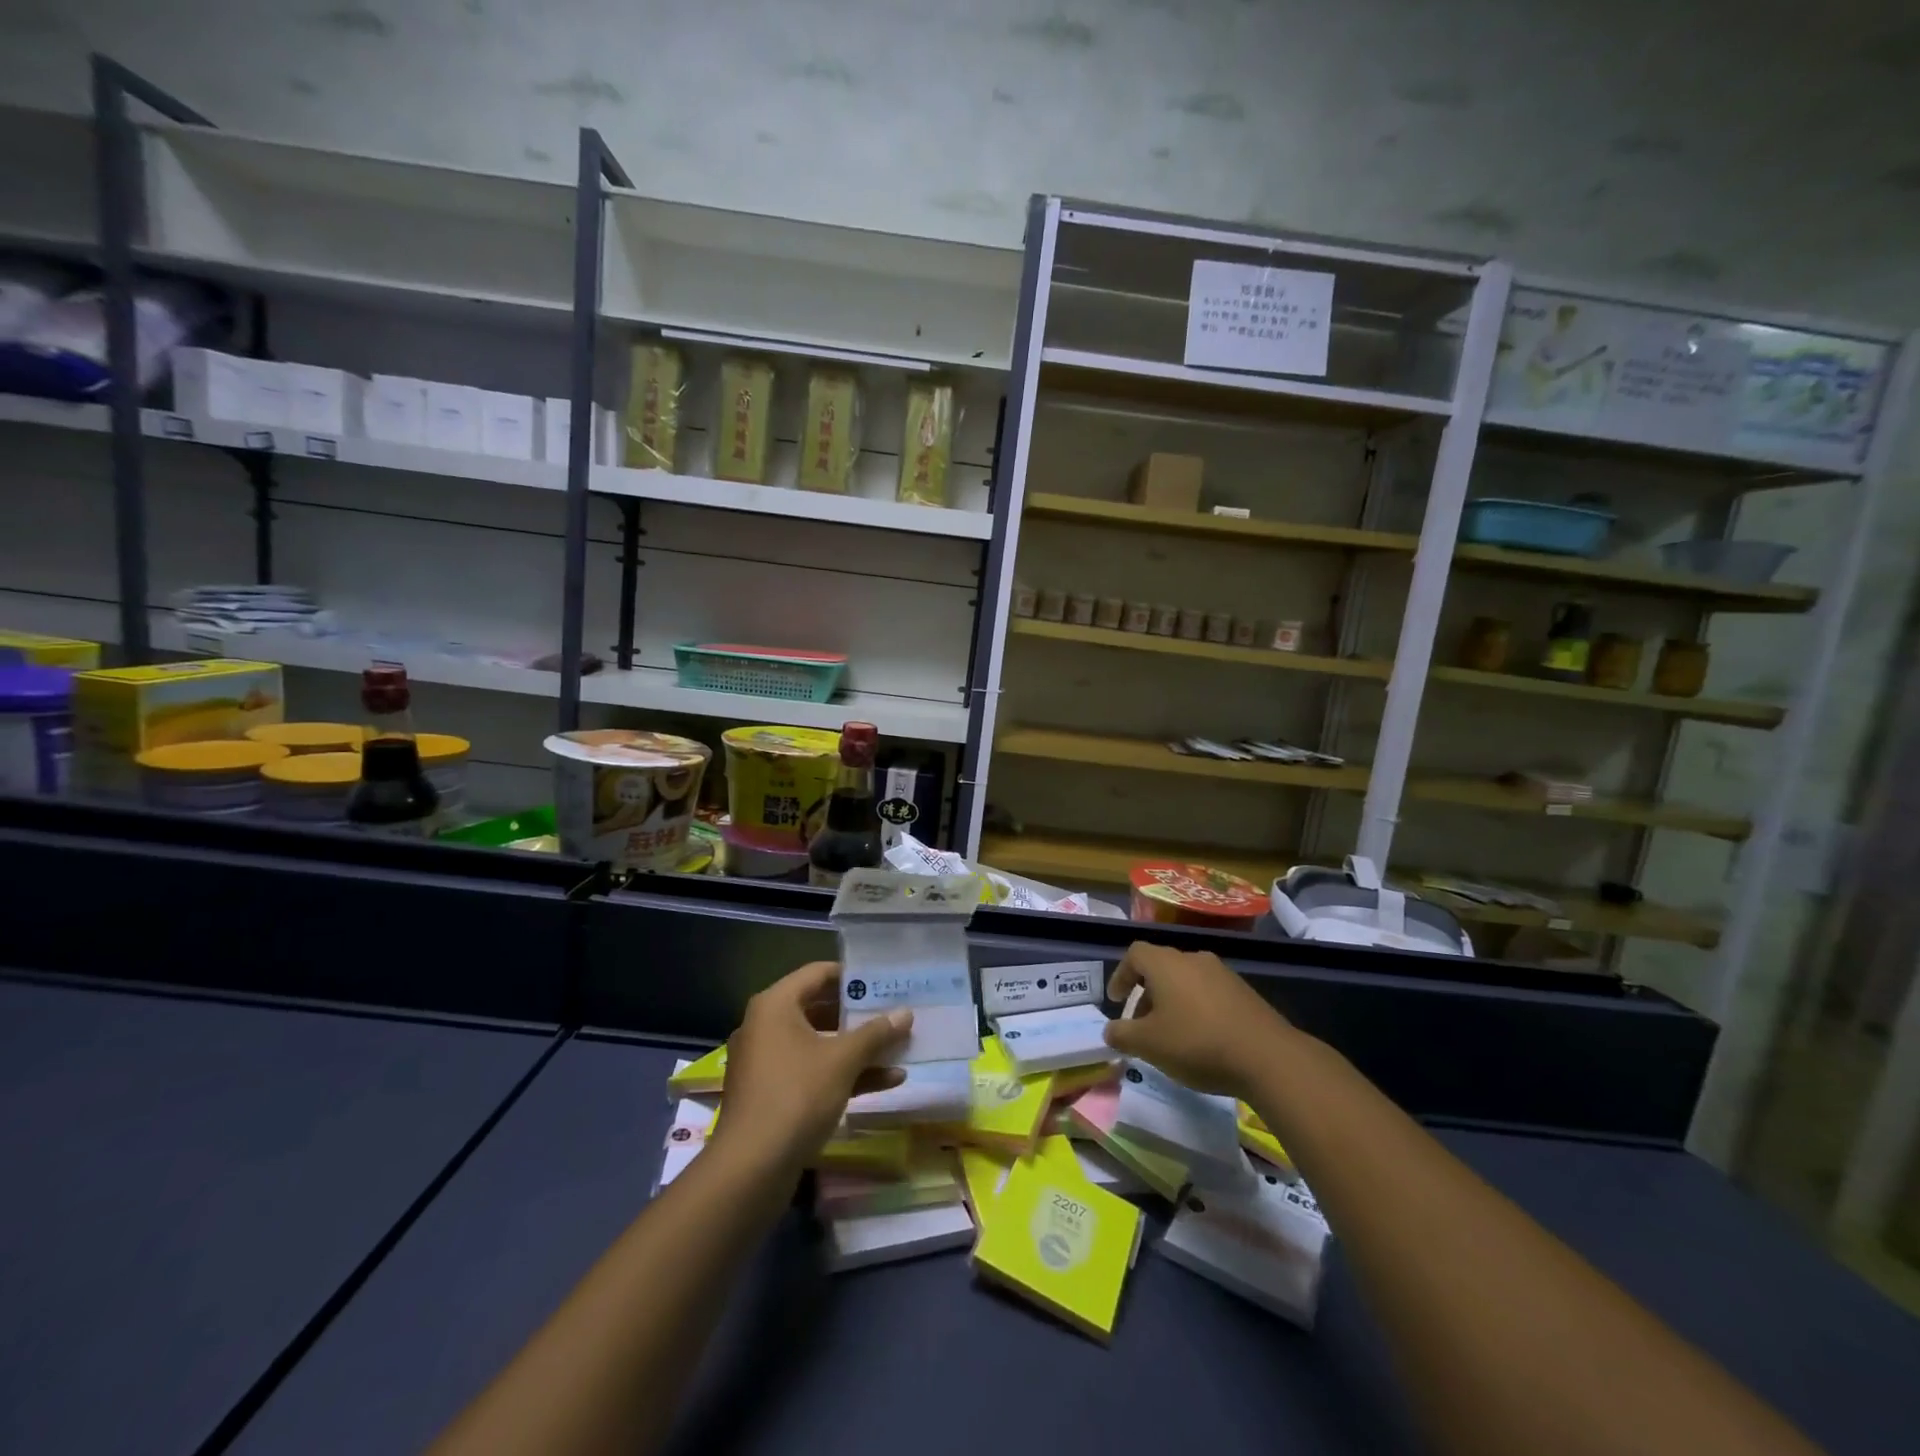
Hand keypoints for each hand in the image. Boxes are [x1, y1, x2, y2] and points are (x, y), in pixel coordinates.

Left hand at [710, 961, 911, 1175]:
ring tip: (899, 1046)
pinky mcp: (772, 1093)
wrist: (750, 1169)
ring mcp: (767, 1062)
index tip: (884, 980)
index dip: (852, 975)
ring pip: (819, 1043)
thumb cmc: (796, 1096)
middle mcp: (766, 1026)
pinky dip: (844, 1073)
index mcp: (775, 1005)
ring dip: (858, 1047)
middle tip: (895, 1012)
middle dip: (860, 1015)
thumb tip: (906, 1013)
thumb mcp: (842, 1060)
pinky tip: (887, 1081)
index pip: (818, 973)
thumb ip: (876, 1033)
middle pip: (819, 1008)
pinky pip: (813, 1071)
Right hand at [1102, 941, 1293, 1098]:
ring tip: (1171, 1035)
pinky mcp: (1245, 992)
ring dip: (1172, 1002)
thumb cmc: (1197, 1043)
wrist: (1268, 1057)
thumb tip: (1109, 1030)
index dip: (1121, 975)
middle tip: (1141, 1026)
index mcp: (1166, 963)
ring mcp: (1223, 974)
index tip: (1117, 1001)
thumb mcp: (1149, 1044)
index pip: (1135, 953)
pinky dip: (1196, 1009)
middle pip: (1161, 967)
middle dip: (1146, 994)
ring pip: (1186, 980)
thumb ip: (1122, 1035)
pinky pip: (1209, 993)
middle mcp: (1193, 959)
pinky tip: (1202, 1039)